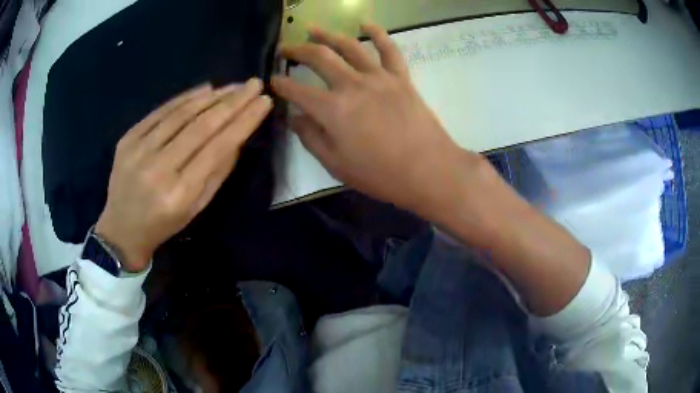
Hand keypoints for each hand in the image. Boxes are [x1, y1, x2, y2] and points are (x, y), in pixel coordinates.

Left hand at [95, 80, 272, 271]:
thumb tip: (237, 137)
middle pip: (200, 126)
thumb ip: (217, 173)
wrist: (121, 228)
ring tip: (234, 86)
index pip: (217, 148)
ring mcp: (138, 151)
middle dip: (232, 102)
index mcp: (179, 193)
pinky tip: (204, 89)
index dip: (243, 122)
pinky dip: (184, 98)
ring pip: (180, 115)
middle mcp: (158, 169)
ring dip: (211, 96)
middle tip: (254, 84)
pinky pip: (160, 112)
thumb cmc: (163, 224)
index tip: (264, 102)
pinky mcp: (127, 139)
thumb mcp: (196, 208)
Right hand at [272, 25, 482, 217]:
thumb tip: (294, 118)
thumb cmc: (380, 174)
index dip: (280, 84)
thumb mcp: (336, 164)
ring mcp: (379, 77)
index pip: (297, 90)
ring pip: (349, 46)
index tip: (272, 80)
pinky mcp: (401, 77)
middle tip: (285, 48)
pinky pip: (389, 49)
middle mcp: (352, 85)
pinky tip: (365, 23)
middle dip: (297, 50)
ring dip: (327, 34)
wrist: (428, 170)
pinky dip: (377, 33)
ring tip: (312, 28)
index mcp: (333, 110)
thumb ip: (311, 138)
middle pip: (319, 58)